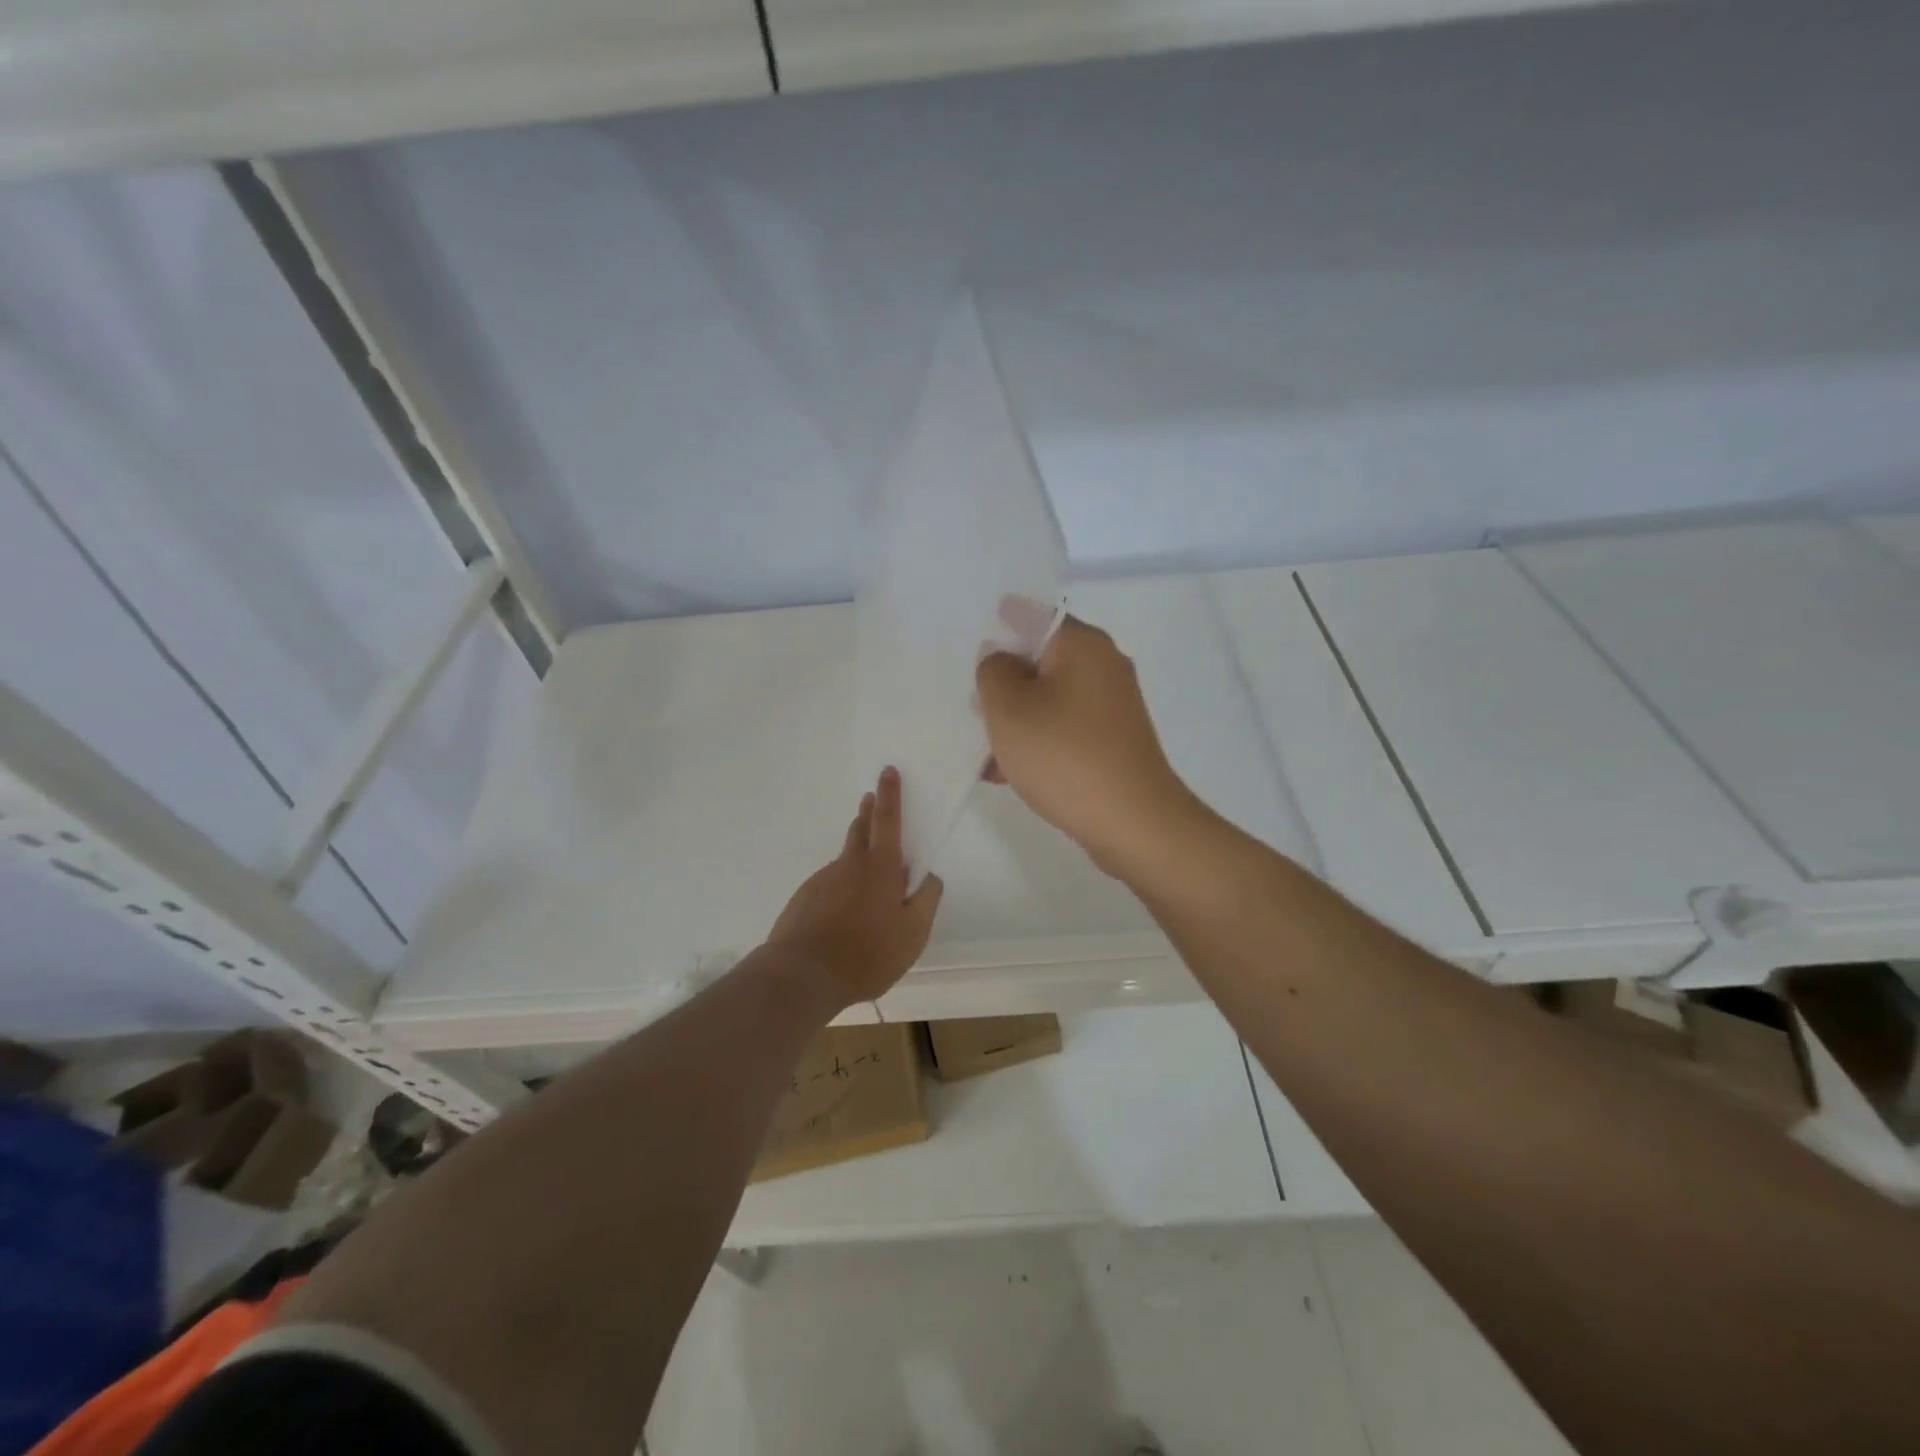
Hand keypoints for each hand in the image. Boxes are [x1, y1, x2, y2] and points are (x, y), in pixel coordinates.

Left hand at [766, 767, 943, 1006]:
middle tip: (871, 800)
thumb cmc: (866, 954)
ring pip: (845, 860)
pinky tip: (844, 916)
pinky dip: (841, 889)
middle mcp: (850, 865)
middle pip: (860, 829)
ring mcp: (823, 880)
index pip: (888, 820)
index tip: (888, 771)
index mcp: (880, 867)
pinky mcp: (805, 898)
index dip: (890, 795)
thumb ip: (926, 900)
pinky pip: (830, 885)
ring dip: (857, 856)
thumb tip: (928, 876)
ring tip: (867, 880)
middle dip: (869, 812)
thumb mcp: (913, 933)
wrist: (801, 976)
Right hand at [976, 614, 1197, 876]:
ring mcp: (1112, 707)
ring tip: (981, 748)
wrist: (1132, 822)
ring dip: (1015, 718)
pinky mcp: (1113, 742)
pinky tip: (1004, 773)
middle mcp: (1103, 667)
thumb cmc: (1064, 755)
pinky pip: (1064, 730)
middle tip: (970, 700)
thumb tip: (1001, 660)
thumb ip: (993, 672)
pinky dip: (1037, 743)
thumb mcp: (1009, 708)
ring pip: (1049, 699)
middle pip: (1041, 660)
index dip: (1002, 622)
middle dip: (1004, 681)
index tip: (974, 635)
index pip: (1035, 615)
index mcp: (1083, 645)